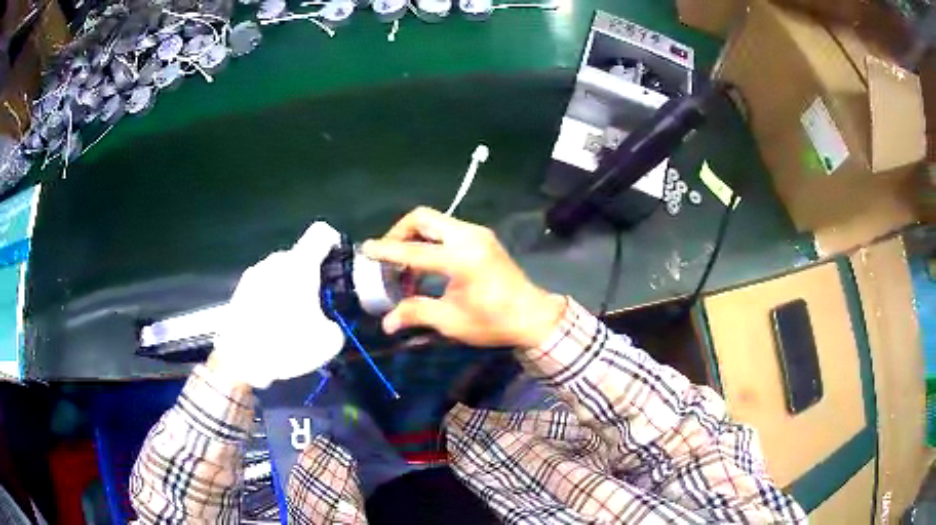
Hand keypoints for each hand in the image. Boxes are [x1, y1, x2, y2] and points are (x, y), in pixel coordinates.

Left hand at [211, 222, 345, 388]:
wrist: (239, 361)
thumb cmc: (285, 344)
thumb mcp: (328, 342)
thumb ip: (334, 323)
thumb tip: (327, 324)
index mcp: (299, 265)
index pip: (321, 233)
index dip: (333, 242)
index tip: (338, 261)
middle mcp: (274, 262)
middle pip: (298, 257)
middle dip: (309, 276)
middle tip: (315, 304)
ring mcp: (253, 275)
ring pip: (278, 273)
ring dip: (287, 289)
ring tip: (290, 321)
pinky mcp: (238, 291)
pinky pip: (262, 288)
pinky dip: (270, 301)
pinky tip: (270, 328)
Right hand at [362, 207, 565, 348]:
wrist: (533, 315)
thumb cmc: (493, 321)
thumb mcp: (451, 321)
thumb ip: (416, 313)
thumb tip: (386, 323)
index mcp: (461, 259)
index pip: (414, 250)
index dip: (386, 251)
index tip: (366, 249)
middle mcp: (469, 237)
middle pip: (423, 218)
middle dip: (399, 231)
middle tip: (388, 254)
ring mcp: (478, 233)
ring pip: (435, 220)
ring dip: (415, 235)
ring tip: (405, 264)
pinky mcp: (482, 237)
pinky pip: (448, 228)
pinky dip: (430, 239)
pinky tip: (427, 263)